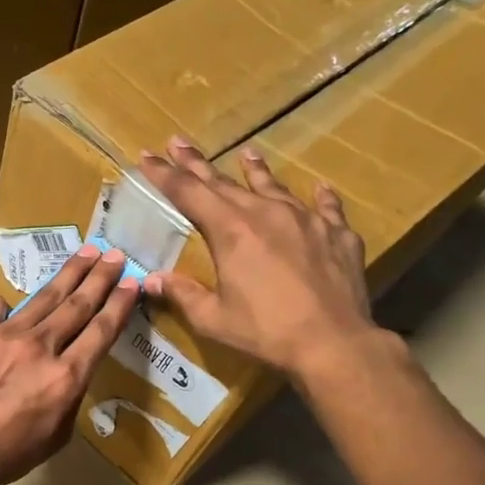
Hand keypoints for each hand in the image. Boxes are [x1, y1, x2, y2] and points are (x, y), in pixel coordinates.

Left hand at [0, 245, 139, 484]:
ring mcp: (7, 335)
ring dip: (69, 273)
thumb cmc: (5, 455)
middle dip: (100, 277)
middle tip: (115, 254)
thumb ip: (70, 398)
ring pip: (45, 297)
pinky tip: (11, 300)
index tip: (133, 282)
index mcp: (66, 377)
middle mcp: (41, 347)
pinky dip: (8, 303)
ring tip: (86, 252)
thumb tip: (69, 372)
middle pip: (78, 304)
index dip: (120, 304)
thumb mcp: (55, 438)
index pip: (101, 331)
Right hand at [138, 137, 396, 390]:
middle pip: (225, 182)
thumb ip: (182, 294)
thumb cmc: (265, 332)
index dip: (164, 174)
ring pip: (274, 186)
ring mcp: (306, 219)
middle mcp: (266, 213)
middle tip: (178, 142)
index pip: (189, 193)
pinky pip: (325, 207)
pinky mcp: (337, 234)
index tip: (147, 155)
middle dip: (197, 163)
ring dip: (256, 170)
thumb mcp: (213, 318)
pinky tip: (319, 188)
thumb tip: (151, 280)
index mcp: (231, 231)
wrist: (333, 343)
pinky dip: (319, 197)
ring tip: (246, 151)